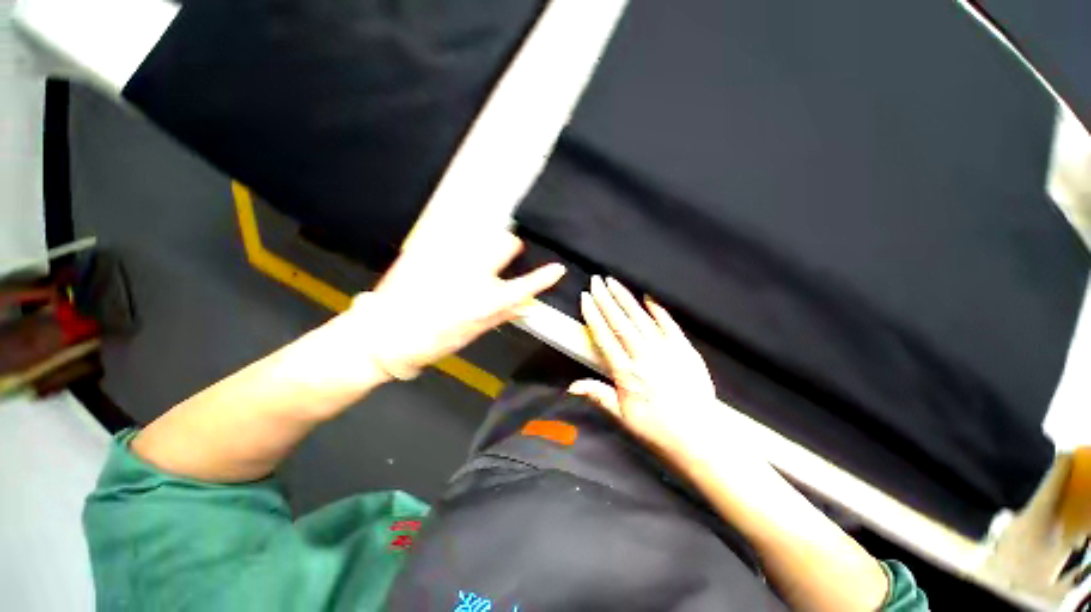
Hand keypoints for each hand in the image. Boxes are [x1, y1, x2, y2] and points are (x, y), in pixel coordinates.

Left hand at [345, 231, 564, 379]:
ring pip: (479, 235)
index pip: (524, 286)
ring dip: (482, 244)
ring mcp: (449, 259)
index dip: (544, 277)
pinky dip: (458, 244)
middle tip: (501, 254)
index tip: (557, 268)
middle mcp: (472, 275)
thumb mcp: (472, 333)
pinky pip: (453, 237)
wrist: (383, 335)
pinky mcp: (428, 250)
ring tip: (466, 260)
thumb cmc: (432, 341)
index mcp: (485, 302)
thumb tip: (525, 305)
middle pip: (505, 243)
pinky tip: (445, 260)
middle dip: (508, 246)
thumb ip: (501, 315)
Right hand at [569, 276, 724, 462]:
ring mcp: (666, 351)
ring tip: (614, 282)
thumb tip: (571, 385)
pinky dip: (657, 310)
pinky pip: (669, 324)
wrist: (700, 437)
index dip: (593, 315)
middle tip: (596, 280)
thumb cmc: (657, 429)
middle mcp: (644, 357)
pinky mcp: (685, 350)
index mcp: (626, 373)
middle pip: (621, 322)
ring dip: (626, 299)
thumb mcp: (623, 418)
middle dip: (606, 299)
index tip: (585, 298)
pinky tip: (647, 297)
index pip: (605, 337)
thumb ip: (598, 396)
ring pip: (641, 318)